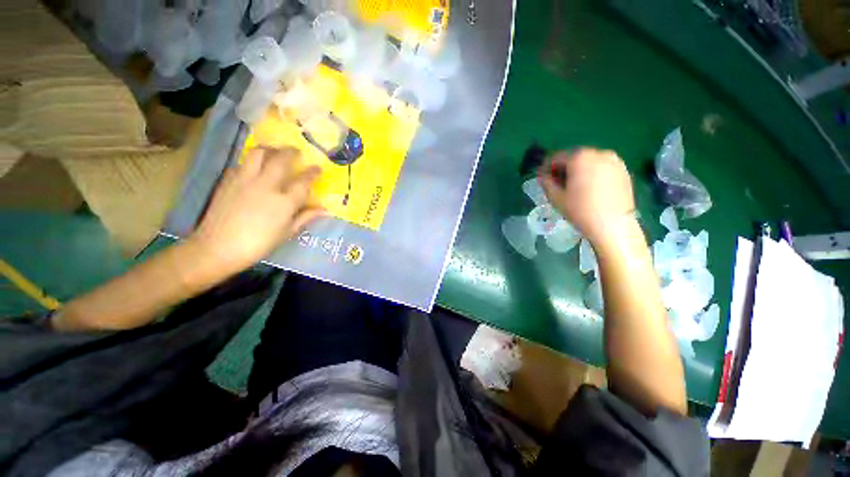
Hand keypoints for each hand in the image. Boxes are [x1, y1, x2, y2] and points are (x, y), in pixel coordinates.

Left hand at [191, 147, 323, 272]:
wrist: (217, 248)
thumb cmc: (259, 244)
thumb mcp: (287, 233)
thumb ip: (306, 217)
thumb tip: (325, 210)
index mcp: (284, 202)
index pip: (303, 181)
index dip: (313, 173)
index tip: (318, 168)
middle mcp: (266, 185)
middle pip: (281, 159)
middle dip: (291, 152)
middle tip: (296, 151)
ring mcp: (245, 180)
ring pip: (258, 153)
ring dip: (270, 149)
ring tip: (274, 152)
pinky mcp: (228, 181)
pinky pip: (242, 163)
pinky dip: (251, 161)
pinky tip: (253, 168)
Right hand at [538, 148, 634, 244]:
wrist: (613, 225)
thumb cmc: (580, 210)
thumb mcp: (556, 197)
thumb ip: (546, 183)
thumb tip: (543, 176)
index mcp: (579, 158)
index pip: (557, 158)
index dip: (546, 168)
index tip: (543, 178)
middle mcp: (598, 153)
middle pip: (575, 158)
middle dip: (564, 168)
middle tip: (558, 183)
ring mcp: (614, 161)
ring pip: (590, 162)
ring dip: (579, 171)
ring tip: (575, 187)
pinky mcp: (624, 170)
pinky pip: (603, 167)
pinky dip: (593, 174)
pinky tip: (590, 189)